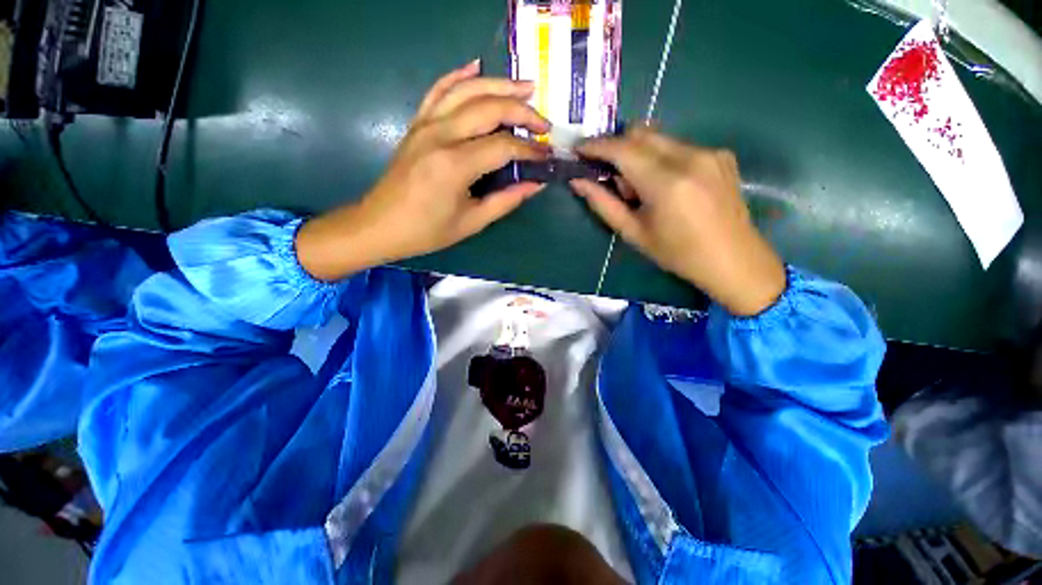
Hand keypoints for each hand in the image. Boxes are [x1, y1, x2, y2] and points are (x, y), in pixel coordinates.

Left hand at [297, 61, 550, 280]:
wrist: (380, 225)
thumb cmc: (427, 231)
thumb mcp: (471, 223)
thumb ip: (506, 201)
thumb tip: (536, 184)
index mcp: (454, 165)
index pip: (503, 146)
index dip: (529, 150)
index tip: (546, 156)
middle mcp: (440, 135)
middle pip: (489, 108)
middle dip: (522, 112)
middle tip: (543, 123)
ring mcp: (425, 125)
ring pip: (467, 90)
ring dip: (499, 84)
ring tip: (525, 88)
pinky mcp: (417, 124)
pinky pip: (438, 90)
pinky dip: (458, 75)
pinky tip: (476, 67)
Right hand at [571, 127, 785, 315]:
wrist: (734, 260)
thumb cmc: (678, 254)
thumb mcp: (634, 233)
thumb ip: (603, 204)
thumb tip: (578, 183)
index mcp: (666, 183)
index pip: (623, 150)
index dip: (597, 146)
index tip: (579, 149)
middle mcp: (690, 157)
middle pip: (641, 133)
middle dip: (617, 148)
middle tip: (610, 176)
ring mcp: (709, 152)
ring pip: (660, 138)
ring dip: (639, 154)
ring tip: (641, 188)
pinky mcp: (721, 154)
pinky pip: (679, 145)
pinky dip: (661, 158)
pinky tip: (667, 186)